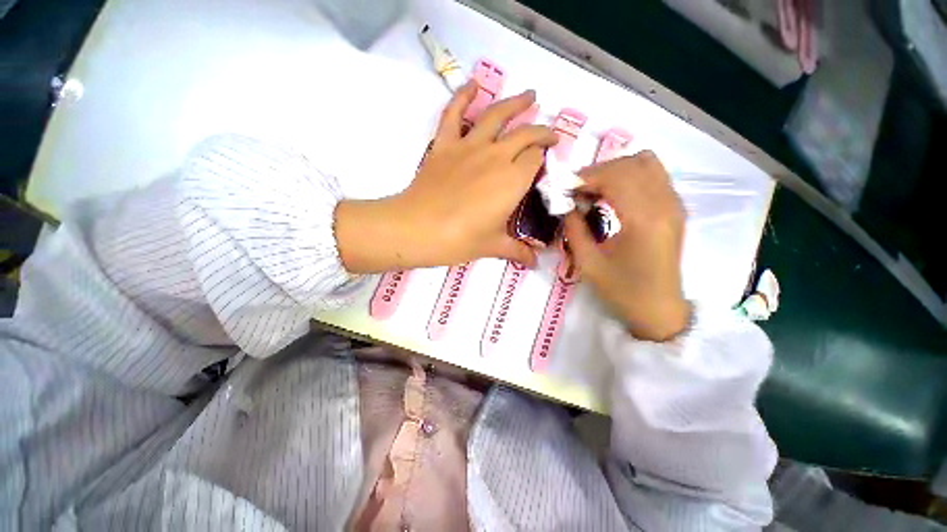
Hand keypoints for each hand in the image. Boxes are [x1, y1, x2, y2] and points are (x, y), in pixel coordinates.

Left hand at [336, 81, 557, 272]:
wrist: (418, 229)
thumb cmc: (460, 240)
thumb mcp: (493, 246)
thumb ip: (518, 251)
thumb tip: (536, 263)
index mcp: (513, 180)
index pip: (536, 159)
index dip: (543, 160)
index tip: (545, 166)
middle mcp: (496, 156)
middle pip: (526, 134)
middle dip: (542, 132)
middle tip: (550, 134)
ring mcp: (469, 146)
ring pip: (497, 115)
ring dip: (517, 103)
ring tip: (530, 95)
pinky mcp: (445, 145)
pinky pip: (454, 113)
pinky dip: (463, 96)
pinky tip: (473, 84)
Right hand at [563, 151, 691, 341]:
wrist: (659, 309)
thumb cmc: (622, 291)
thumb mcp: (588, 263)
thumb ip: (574, 229)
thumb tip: (566, 205)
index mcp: (643, 220)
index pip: (615, 177)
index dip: (586, 177)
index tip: (564, 188)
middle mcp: (665, 204)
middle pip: (630, 164)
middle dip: (598, 171)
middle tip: (576, 190)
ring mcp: (675, 204)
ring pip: (646, 163)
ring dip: (615, 170)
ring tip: (594, 189)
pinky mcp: (676, 208)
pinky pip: (654, 175)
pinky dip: (630, 176)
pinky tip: (613, 194)